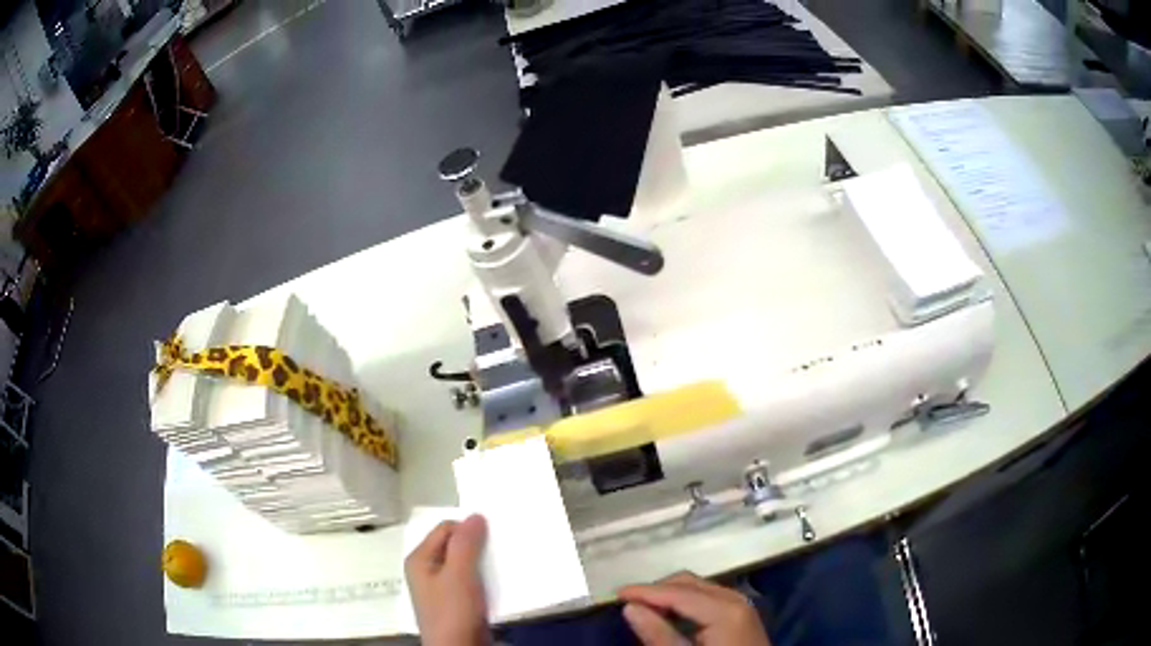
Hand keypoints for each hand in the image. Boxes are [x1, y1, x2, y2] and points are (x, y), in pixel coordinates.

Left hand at [405, 514, 490, 645]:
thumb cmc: (453, 612)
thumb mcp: (459, 575)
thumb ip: (465, 544)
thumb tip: (475, 515)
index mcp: (419, 559)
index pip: (445, 528)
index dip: (468, 529)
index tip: (492, 538)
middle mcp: (427, 570)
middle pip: (454, 546)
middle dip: (477, 546)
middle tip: (500, 549)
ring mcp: (441, 588)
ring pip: (464, 564)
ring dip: (482, 563)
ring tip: (502, 566)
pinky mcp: (456, 602)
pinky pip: (470, 581)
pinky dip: (483, 579)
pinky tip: (497, 584)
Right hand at [619, 572, 771, 645]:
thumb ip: (658, 635)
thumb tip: (630, 608)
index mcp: (723, 609)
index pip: (677, 591)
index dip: (644, 591)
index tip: (615, 595)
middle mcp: (735, 598)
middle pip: (689, 583)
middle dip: (657, 590)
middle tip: (628, 603)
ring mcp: (741, 604)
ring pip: (699, 587)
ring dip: (670, 594)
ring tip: (644, 608)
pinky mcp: (741, 614)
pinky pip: (708, 597)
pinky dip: (685, 601)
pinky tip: (670, 615)